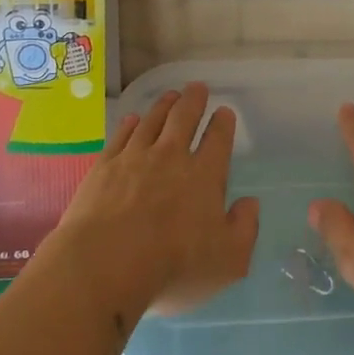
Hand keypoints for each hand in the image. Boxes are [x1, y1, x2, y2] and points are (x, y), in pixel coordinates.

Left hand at [52, 82, 257, 314]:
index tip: (224, 112)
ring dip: (164, 105)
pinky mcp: (103, 167)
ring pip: (152, 121)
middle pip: (184, 118)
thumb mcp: (228, 260)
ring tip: (171, 95)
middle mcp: (171, 157)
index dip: (223, 123)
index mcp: (204, 176)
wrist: (103, 266)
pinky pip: (121, 135)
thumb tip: (250, 203)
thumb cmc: (172, 267)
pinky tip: (133, 119)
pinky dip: (130, 124)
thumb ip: (244, 228)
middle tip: (197, 87)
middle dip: (194, 100)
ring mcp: (134, 158)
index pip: (218, 139)